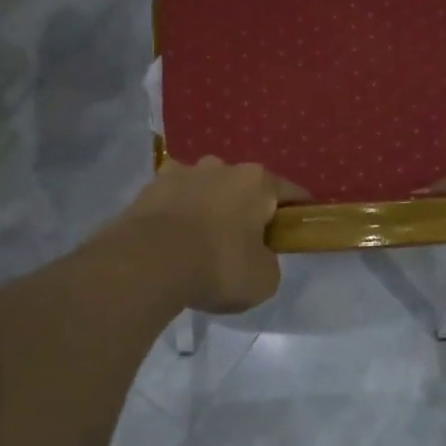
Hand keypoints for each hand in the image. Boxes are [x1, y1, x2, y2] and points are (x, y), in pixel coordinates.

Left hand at [115, 157, 307, 313]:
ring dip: (209, 207)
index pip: (290, 193)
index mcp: (257, 182)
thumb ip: (268, 262)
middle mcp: (222, 167)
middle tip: (244, 243)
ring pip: (206, 188)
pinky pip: (173, 200)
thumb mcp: (264, 279)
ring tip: (202, 241)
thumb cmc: (218, 266)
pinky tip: (173, 240)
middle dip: (246, 209)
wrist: (148, 262)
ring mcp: (182, 172)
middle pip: (243, 187)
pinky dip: (177, 214)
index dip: (297, 212)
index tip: (297, 230)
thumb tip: (257, 256)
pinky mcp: (149, 187)